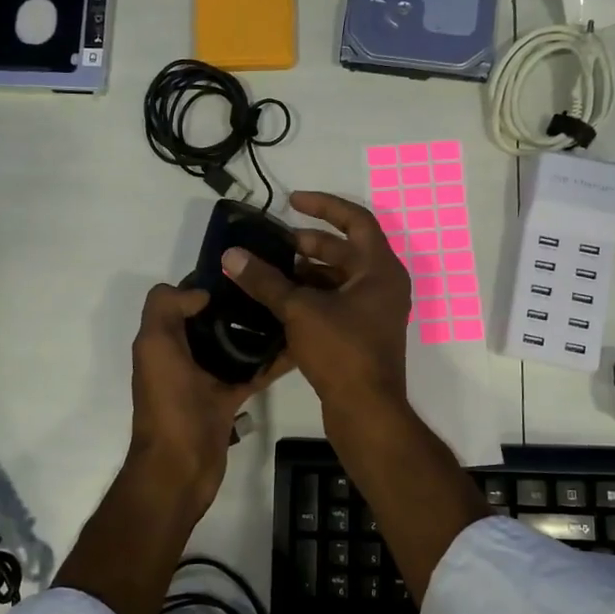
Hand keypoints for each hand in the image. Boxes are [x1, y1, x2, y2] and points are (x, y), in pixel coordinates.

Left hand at [126, 283, 293, 519]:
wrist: (180, 467)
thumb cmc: (168, 404)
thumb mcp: (155, 346)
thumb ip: (167, 309)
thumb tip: (201, 293)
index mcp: (163, 339)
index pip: (183, 297)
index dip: (207, 281)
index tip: (242, 268)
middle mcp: (183, 354)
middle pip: (212, 318)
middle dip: (238, 302)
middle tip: (273, 287)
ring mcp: (207, 378)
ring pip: (235, 344)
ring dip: (257, 329)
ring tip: (289, 309)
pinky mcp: (229, 398)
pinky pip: (253, 372)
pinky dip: (272, 362)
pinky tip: (298, 347)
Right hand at [221, 190, 410, 421]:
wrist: (366, 411)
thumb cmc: (342, 351)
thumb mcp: (300, 310)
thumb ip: (266, 281)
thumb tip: (232, 255)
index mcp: (380, 269)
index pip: (356, 220)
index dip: (324, 206)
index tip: (292, 202)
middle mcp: (382, 285)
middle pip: (344, 251)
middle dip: (307, 244)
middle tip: (272, 245)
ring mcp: (373, 312)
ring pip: (336, 280)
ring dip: (304, 274)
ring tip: (268, 274)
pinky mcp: (361, 335)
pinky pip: (334, 304)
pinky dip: (308, 299)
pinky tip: (276, 303)